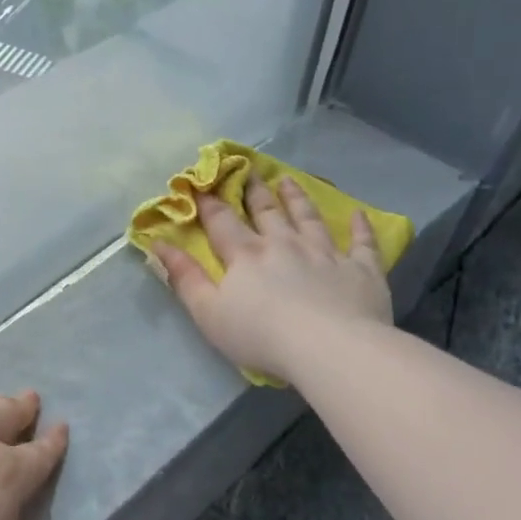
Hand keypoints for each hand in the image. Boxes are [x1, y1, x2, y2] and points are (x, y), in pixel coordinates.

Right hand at [153, 176, 391, 385]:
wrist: (329, 348)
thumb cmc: (261, 336)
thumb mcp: (208, 313)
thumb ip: (184, 278)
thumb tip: (158, 244)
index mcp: (246, 255)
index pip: (223, 222)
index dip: (210, 202)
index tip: (202, 182)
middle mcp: (285, 244)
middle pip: (268, 212)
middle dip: (255, 191)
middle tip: (250, 171)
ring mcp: (326, 253)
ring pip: (309, 218)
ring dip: (298, 198)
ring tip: (289, 181)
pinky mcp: (361, 269)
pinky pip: (362, 243)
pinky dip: (360, 227)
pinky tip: (358, 215)